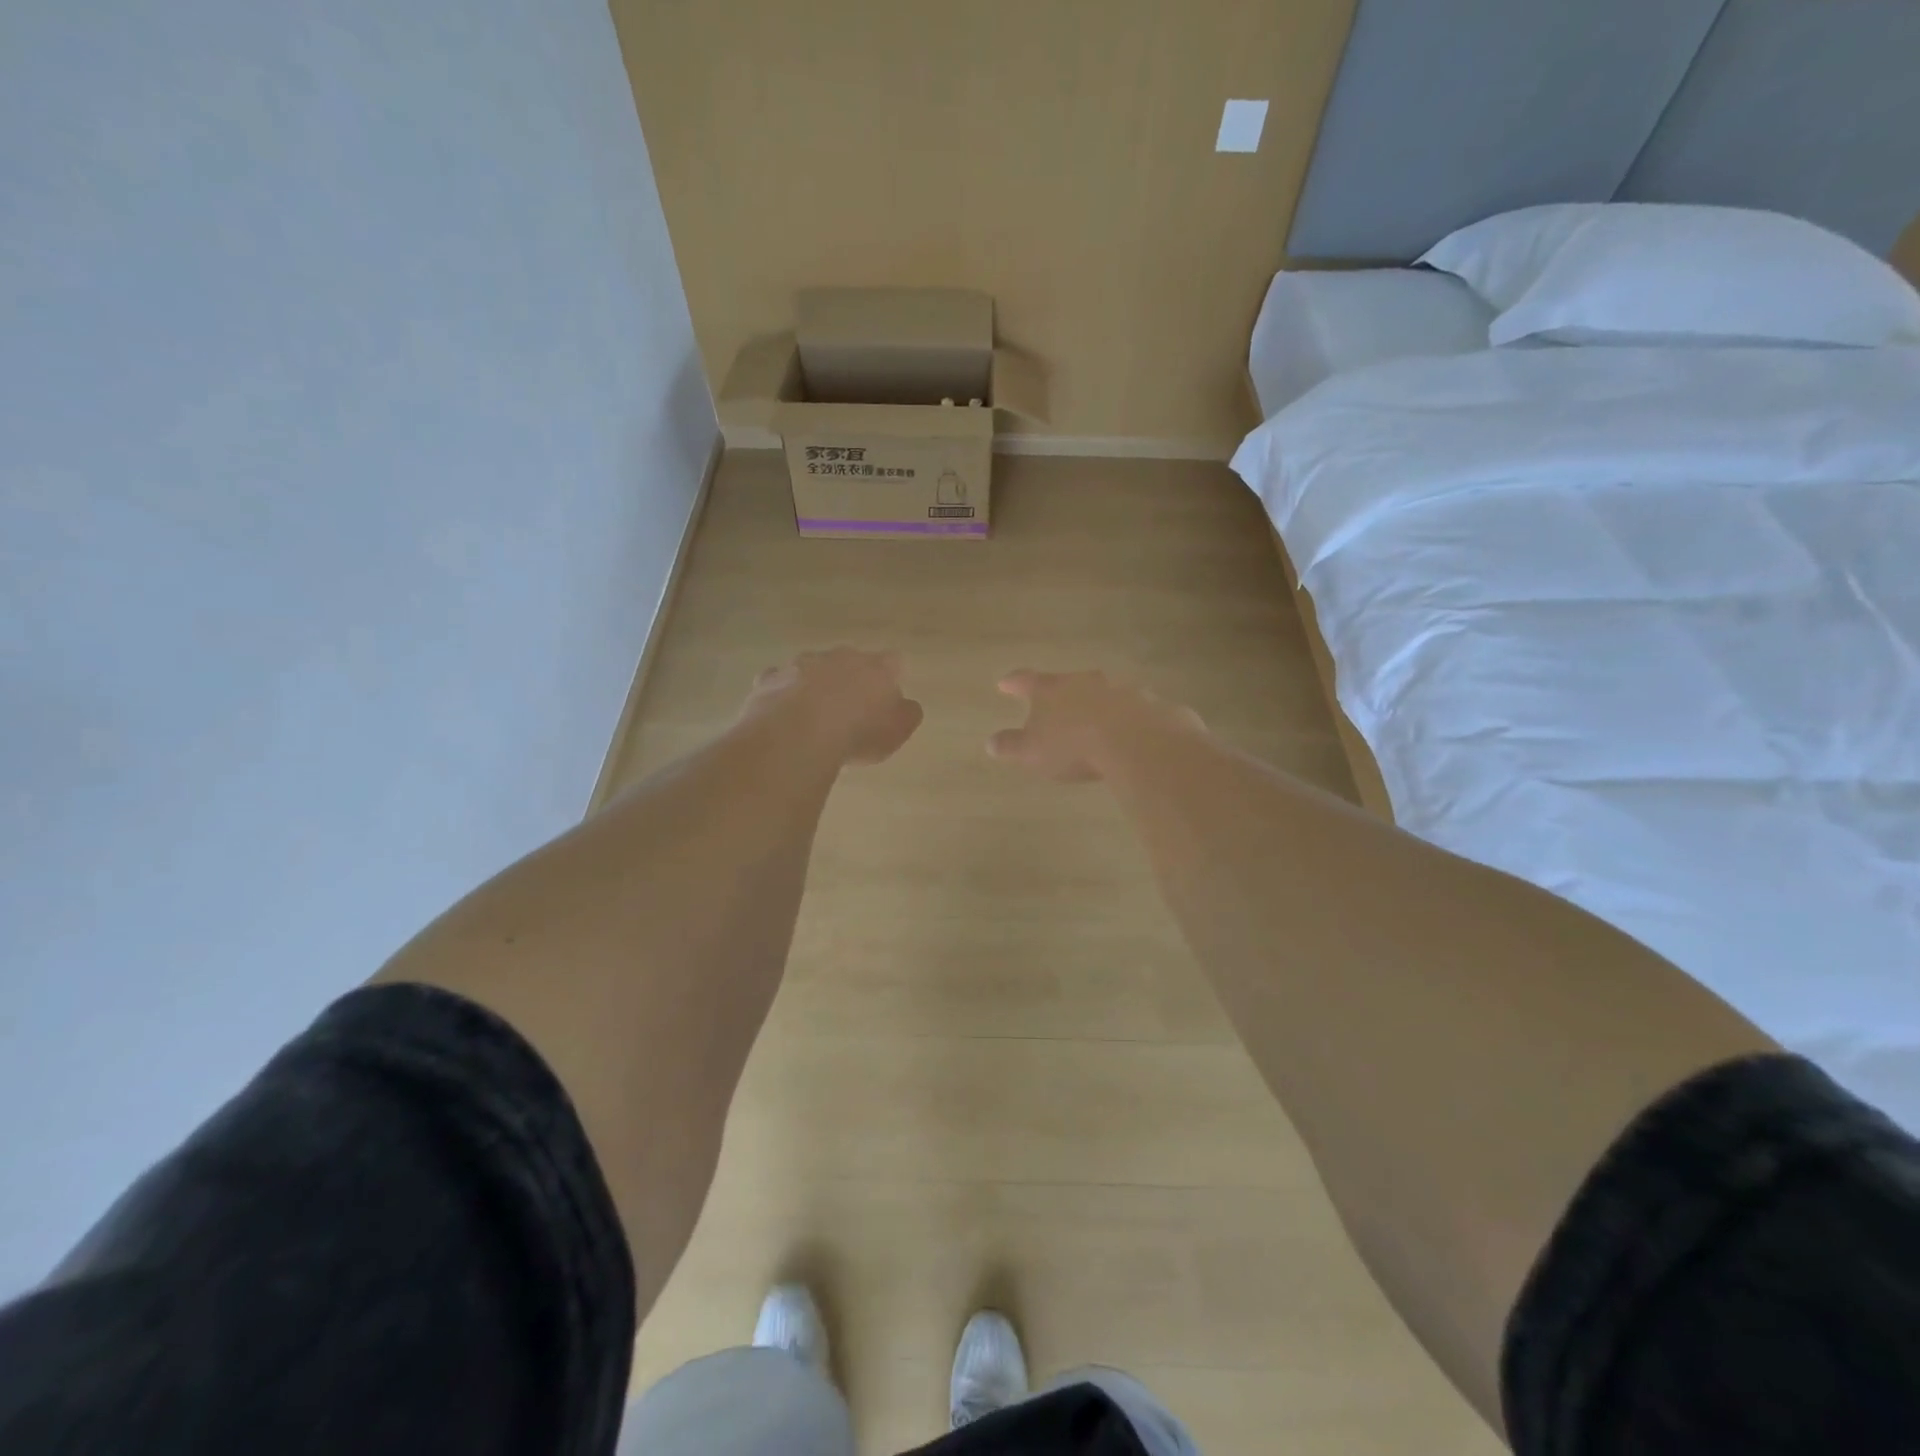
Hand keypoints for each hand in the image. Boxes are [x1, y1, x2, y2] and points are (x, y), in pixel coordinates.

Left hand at [741, 647, 924, 766]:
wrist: (798, 735)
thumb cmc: (858, 734)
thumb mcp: (896, 732)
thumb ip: (906, 715)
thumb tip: (906, 705)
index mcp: (876, 667)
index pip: (893, 662)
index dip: (892, 677)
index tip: (888, 697)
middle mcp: (840, 657)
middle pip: (850, 661)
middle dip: (850, 679)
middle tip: (850, 710)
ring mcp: (801, 664)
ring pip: (812, 669)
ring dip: (815, 686)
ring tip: (813, 718)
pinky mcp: (770, 679)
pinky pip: (779, 684)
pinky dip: (783, 696)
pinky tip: (783, 719)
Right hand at [987, 670, 1203, 781]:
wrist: (1139, 742)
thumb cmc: (1075, 746)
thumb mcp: (1033, 752)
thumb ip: (1011, 746)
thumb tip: (991, 742)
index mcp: (1054, 690)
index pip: (1027, 681)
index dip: (1014, 682)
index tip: (1004, 683)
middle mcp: (1087, 681)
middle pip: (1070, 683)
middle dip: (1063, 694)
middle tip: (1058, 706)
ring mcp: (1123, 689)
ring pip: (1105, 694)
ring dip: (1099, 706)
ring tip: (1097, 725)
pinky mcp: (1153, 705)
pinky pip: (1136, 711)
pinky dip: (1129, 721)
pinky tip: (1131, 738)